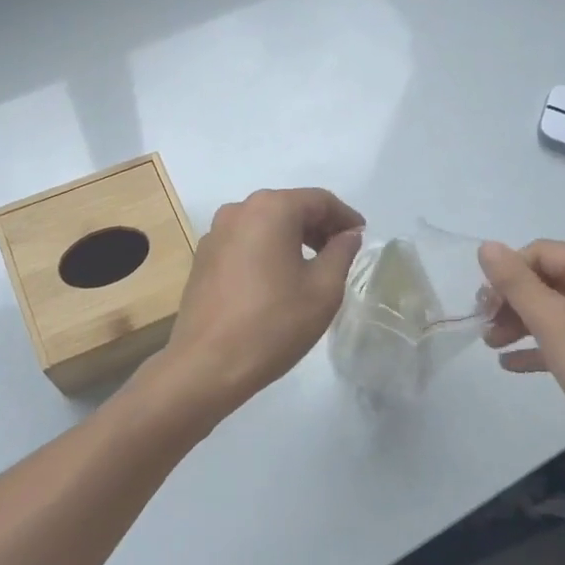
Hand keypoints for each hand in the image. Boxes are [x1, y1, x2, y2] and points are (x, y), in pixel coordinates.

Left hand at [157, 187, 364, 414]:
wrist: (207, 364)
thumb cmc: (273, 324)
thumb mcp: (323, 290)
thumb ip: (341, 253)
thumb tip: (348, 235)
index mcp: (271, 209)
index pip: (319, 200)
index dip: (345, 217)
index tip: (361, 237)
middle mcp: (239, 210)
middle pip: (289, 207)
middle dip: (319, 226)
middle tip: (341, 253)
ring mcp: (216, 233)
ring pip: (265, 224)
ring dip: (292, 238)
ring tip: (313, 267)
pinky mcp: (203, 257)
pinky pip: (245, 242)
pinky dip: (267, 250)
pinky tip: (278, 279)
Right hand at [478, 239, 564, 487]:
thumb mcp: (552, 321)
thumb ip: (516, 283)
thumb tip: (487, 246)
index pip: (541, 252)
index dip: (508, 273)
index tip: (483, 305)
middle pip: (547, 280)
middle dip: (512, 301)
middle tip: (484, 326)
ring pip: (555, 311)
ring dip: (520, 323)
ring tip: (491, 345)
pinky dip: (540, 346)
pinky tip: (510, 364)